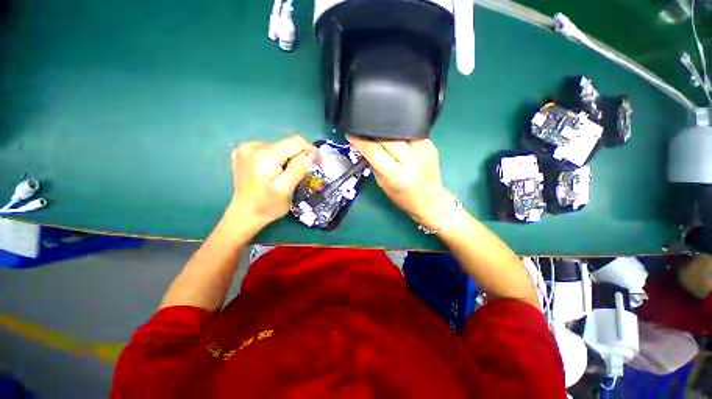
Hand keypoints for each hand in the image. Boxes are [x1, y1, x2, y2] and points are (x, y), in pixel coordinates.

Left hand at [227, 136, 316, 227]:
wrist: (244, 215)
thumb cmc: (267, 206)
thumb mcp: (286, 190)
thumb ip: (299, 170)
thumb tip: (312, 155)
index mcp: (264, 155)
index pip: (296, 142)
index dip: (311, 150)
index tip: (318, 163)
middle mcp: (253, 146)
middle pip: (287, 144)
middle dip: (299, 156)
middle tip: (303, 174)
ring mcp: (246, 148)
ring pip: (280, 146)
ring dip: (289, 158)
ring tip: (288, 174)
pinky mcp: (244, 152)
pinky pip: (269, 149)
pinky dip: (278, 158)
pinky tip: (275, 171)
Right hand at [346, 134, 451, 228]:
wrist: (430, 199)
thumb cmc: (402, 196)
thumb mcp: (382, 183)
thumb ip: (373, 163)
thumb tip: (364, 144)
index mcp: (395, 174)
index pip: (373, 150)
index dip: (359, 140)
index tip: (350, 133)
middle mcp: (410, 159)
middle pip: (386, 136)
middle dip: (371, 132)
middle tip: (362, 130)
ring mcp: (422, 149)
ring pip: (398, 129)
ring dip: (385, 130)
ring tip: (377, 132)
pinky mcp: (429, 143)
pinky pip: (409, 131)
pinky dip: (398, 132)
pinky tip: (393, 136)